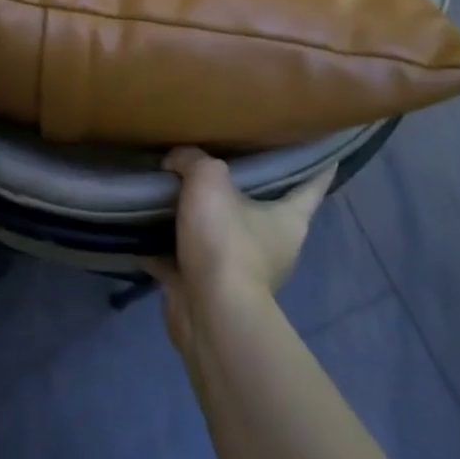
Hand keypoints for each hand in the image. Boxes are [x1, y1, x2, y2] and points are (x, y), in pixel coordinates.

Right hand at [148, 147, 334, 353]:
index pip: (313, 184)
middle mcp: (272, 245)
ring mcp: (241, 271)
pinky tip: (143, 227)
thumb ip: (192, 159)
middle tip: (222, 154)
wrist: (209, 314)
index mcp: (289, 219)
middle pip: (262, 206)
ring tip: (175, 186)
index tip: (312, 143)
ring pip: (221, 233)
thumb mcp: (208, 180)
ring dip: (201, 218)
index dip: (316, 163)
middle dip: (244, 185)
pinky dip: (166, 248)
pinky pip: (184, 260)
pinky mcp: (208, 289)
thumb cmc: (226, 242)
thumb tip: (175, 160)